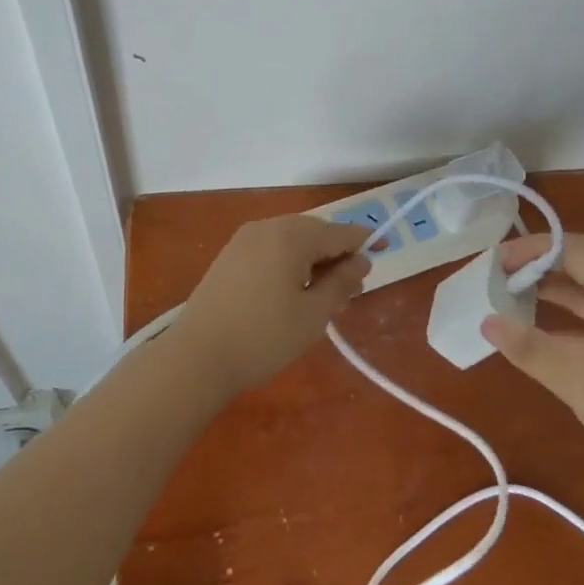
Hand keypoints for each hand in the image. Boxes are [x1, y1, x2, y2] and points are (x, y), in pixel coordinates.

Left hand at [172, 215, 371, 395]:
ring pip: (292, 241)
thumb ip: (341, 281)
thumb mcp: (313, 314)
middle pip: (315, 232)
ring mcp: (244, 240)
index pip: (339, 232)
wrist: (197, 357)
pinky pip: (271, 249)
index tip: (386, 249)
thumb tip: (360, 260)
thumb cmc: (263, 337)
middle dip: (337, 256)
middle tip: (351, 291)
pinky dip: (289, 263)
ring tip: (324, 298)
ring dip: (313, 261)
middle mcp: (267, 227)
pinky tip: (293, 293)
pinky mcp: (229, 256)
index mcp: (291, 236)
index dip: (365, 241)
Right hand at [479, 232, 583, 488]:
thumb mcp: (577, 380)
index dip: (533, 250)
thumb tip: (486, 322)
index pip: (577, 249)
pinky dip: (567, 312)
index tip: (496, 264)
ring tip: (511, 293)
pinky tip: (539, 325)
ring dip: (553, 286)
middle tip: (499, 275)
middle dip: (540, 263)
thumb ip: (529, 347)